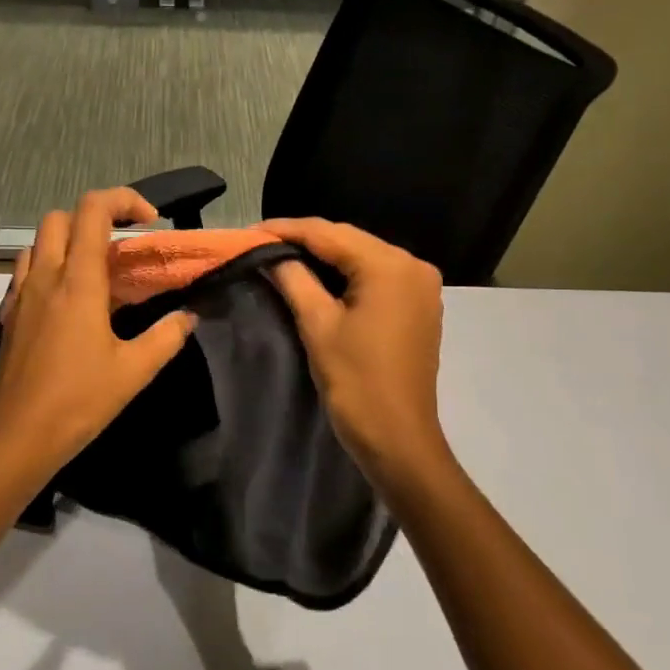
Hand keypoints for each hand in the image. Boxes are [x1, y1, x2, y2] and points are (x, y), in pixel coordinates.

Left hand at [0, 188, 196, 489]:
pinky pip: (26, 272)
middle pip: (60, 218)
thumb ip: (167, 337)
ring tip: (96, 272)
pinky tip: (68, 303)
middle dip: (94, 217)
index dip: (124, 200)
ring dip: (68, 241)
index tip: (151, 221)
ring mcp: (21, 295)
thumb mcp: (134, 371)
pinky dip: (49, 268)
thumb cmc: (78, 401)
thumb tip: (188, 316)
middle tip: (123, 245)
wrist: (15, 438)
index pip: (93, 210)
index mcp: (78, 281)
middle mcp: (45, 277)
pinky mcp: (9, 316)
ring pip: (38, 243)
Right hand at [258, 218, 454, 500]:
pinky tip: (316, 276)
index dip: (286, 229)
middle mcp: (412, 265)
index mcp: (390, 266)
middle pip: (349, 241)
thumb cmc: (356, 382)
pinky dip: (346, 274)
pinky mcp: (419, 306)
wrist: (398, 439)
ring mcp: (420, 286)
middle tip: (260, 242)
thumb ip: (293, 279)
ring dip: (324, 255)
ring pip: (362, 257)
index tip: (249, 231)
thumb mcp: (317, 325)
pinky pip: (376, 276)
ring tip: (280, 255)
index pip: (329, 234)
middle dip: (304, 240)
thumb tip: (270, 254)